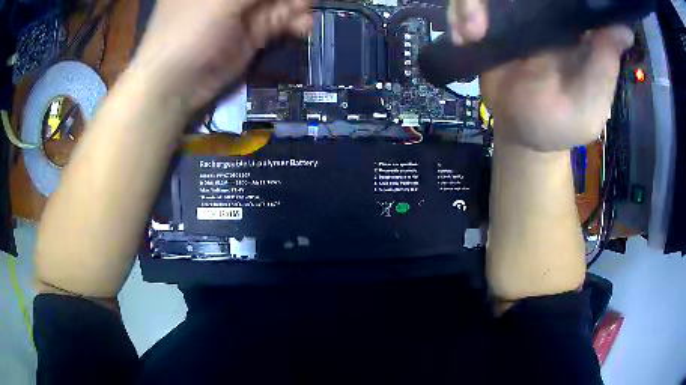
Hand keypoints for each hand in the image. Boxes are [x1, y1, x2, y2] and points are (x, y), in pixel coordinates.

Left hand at [131, 0, 312, 112]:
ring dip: (296, 5)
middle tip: (303, 2)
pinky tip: (302, 26)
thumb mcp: (222, 1)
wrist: (176, 85)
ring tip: (304, 12)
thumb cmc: (189, 32)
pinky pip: (279, 20)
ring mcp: (242, 12)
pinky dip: (294, 22)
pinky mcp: (252, 32)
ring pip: (278, 1)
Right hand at [448, 0, 633, 150]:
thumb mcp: (591, 104)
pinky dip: (458, 13)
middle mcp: (547, 11)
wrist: (522, 134)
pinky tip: (464, 37)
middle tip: (484, 20)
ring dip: (469, 3)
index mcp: (577, 26)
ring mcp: (516, 12)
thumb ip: (604, 67)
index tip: (547, 0)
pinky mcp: (492, 21)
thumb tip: (623, 28)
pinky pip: (467, 3)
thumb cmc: (562, 124)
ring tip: (471, 33)